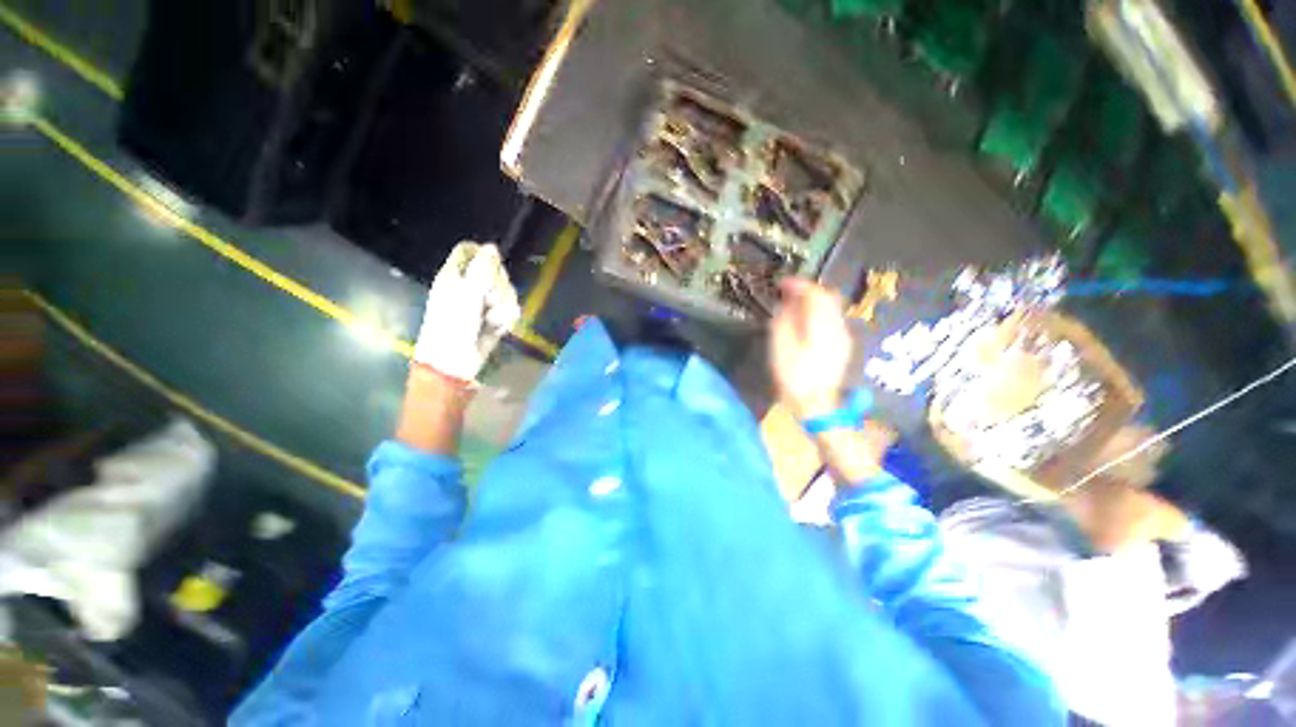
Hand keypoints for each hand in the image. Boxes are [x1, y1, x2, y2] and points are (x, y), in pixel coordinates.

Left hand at [413, 242, 520, 382]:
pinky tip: (496, 329)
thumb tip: (492, 247)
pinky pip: (510, 310)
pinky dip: (505, 320)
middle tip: (488, 301)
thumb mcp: (467, 293)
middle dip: (499, 288)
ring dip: (503, 308)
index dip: (483, 255)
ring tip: (490, 321)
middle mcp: (470, 286)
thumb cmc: (453, 325)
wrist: (455, 361)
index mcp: (455, 274)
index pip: (470, 250)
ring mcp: (482, 303)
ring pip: (507, 292)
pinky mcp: (494, 318)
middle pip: (496, 271)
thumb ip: (482, 269)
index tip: (491, 268)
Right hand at [769, 279, 851, 419]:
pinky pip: (832, 319)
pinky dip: (818, 313)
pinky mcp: (842, 346)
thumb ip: (784, 320)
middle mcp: (838, 327)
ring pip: (832, 308)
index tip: (781, 283)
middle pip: (828, 297)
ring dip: (813, 301)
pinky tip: (804, 322)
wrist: (816, 405)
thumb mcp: (780, 347)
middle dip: (808, 290)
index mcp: (822, 326)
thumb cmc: (793, 377)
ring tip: (793, 305)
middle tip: (787, 291)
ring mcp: (843, 337)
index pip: (816, 294)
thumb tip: (787, 302)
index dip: (798, 284)